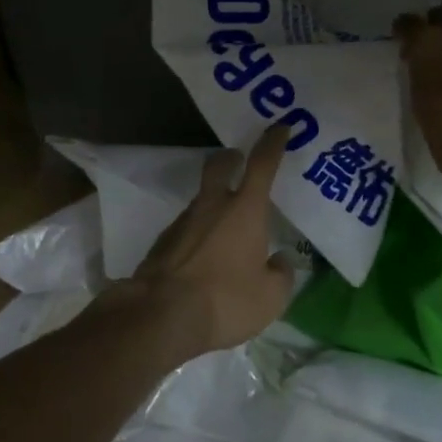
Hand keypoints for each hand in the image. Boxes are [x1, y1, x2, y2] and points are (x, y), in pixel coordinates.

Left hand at [125, 127, 295, 355]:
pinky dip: (199, 232)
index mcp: (244, 210)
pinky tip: (204, 256)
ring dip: (214, 202)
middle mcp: (211, 206)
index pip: (262, 164)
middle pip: (218, 165)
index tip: (280, 127)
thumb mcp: (270, 297)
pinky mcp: (163, 242)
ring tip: (227, 228)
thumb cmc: (225, 300)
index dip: (272, 143)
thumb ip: (280, 275)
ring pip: (201, 198)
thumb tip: (280, 261)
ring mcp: (183, 221)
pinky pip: (187, 226)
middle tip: (239, 160)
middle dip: (230, 157)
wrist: (161, 315)